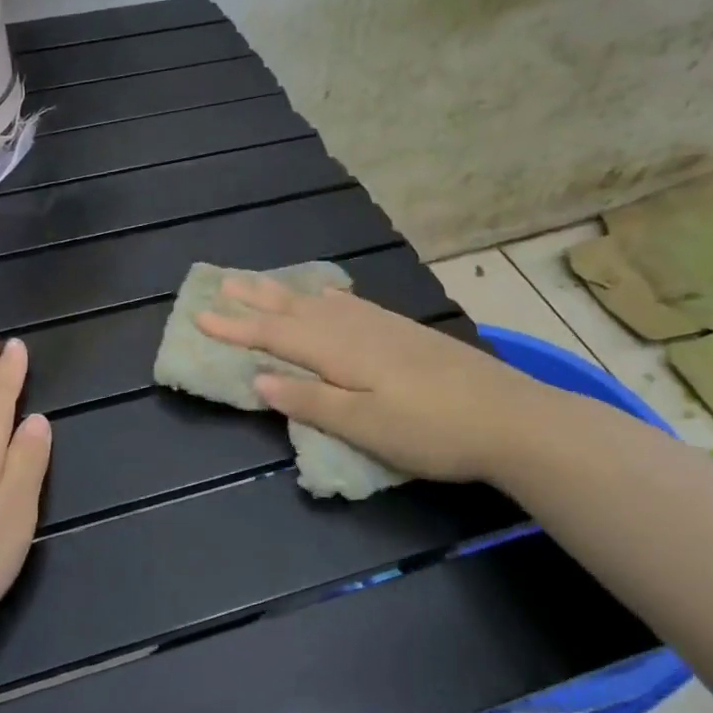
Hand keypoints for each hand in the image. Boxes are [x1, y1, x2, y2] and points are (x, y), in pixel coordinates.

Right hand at [196, 278, 552, 483]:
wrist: (511, 418)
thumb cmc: (431, 431)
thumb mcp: (364, 426)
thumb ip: (311, 401)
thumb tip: (259, 380)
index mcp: (340, 352)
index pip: (275, 335)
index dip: (236, 328)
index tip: (200, 316)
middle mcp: (356, 329)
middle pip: (296, 309)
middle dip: (256, 299)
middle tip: (223, 282)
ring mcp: (384, 327)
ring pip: (322, 303)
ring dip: (287, 294)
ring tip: (263, 284)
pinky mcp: (405, 333)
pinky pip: (351, 304)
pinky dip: (328, 296)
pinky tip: (330, 295)